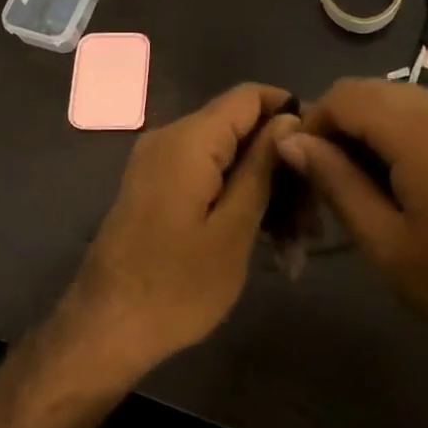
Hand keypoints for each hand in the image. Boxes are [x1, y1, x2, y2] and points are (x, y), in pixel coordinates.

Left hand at [67, 82, 296, 374]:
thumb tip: (288, 121)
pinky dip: (237, 202)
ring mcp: (160, 166)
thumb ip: (262, 168)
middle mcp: (171, 139)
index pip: (249, 96)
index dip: (291, 112)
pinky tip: (268, 244)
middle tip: (315, 220)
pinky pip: (207, 179)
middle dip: (282, 167)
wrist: (104, 331)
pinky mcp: (157, 190)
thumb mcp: (234, 229)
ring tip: (297, 244)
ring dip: (265, 192)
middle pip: (241, 130)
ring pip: (228, 159)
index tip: (324, 150)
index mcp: (189, 140)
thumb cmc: (176, 286)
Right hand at [277, 79, 427, 366]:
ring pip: (410, 103)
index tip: (307, 170)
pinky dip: (415, 137)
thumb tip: (293, 140)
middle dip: (345, 128)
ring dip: (380, 133)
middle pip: (377, 93)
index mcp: (419, 128)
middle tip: (336, 184)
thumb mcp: (387, 243)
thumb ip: (336, 182)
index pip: (345, 95)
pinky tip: (422, 185)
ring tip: (376, 188)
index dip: (314, 124)